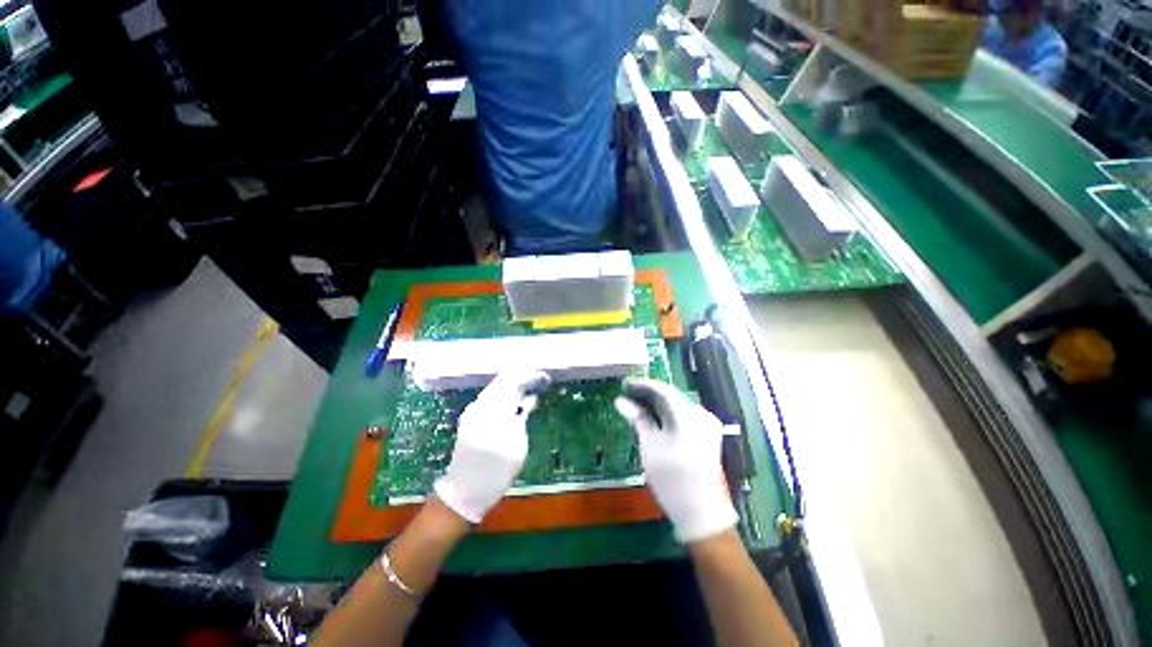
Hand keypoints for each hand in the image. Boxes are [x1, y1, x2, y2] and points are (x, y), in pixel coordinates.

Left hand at [433, 370, 550, 523]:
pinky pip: (488, 397)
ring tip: (527, 383)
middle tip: (536, 376)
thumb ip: (522, 416)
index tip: (543, 377)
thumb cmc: (497, 471)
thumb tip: (530, 398)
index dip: (529, 377)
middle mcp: (481, 406)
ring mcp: (472, 411)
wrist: (464, 491)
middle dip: (519, 376)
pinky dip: (501, 393)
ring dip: (510, 383)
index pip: (513, 384)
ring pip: (494, 388)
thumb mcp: (517, 445)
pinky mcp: (469, 418)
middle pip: (501, 382)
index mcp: (494, 411)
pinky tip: (511, 397)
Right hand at [615, 379, 736, 542]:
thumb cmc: (672, 478)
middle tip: (627, 394)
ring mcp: (707, 425)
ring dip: (657, 404)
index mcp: (689, 416)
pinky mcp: (707, 435)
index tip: (625, 384)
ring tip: (636, 404)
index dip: (643, 384)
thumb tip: (620, 401)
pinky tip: (653, 417)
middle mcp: (702, 414)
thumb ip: (638, 418)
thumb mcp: (650, 445)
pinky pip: (684, 416)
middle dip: (649, 394)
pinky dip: (667, 414)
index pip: (664, 389)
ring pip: (677, 405)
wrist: (701, 512)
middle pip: (672, 396)